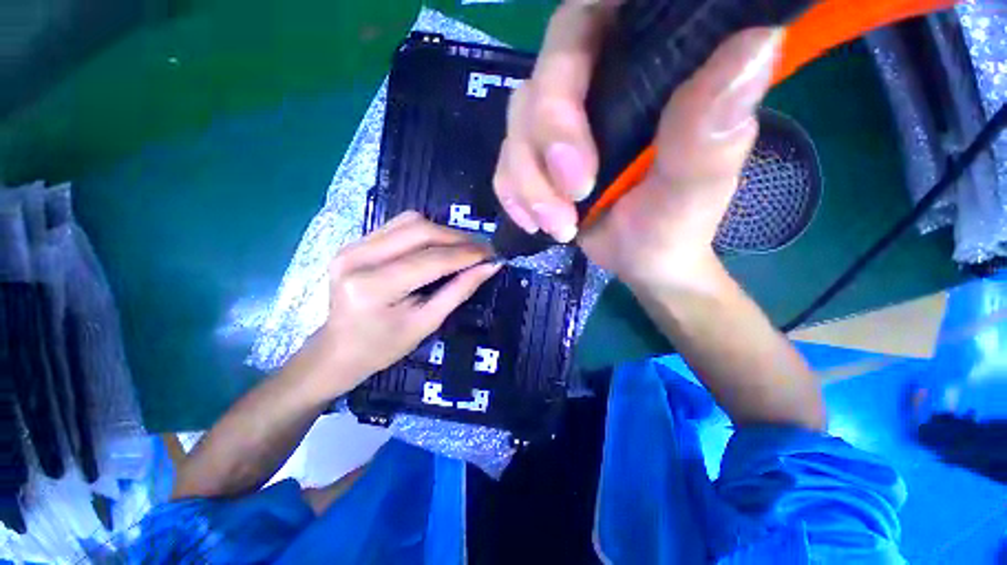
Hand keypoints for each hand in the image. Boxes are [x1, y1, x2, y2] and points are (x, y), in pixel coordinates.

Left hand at [293, 212, 499, 400]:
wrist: (338, 350)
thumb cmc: (384, 347)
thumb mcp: (427, 323)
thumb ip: (459, 291)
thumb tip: (490, 267)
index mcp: (373, 287)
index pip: (430, 260)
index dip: (466, 254)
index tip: (492, 254)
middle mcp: (358, 258)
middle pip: (419, 230)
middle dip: (457, 238)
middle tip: (481, 249)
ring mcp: (352, 246)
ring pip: (409, 222)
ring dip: (443, 232)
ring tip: (463, 248)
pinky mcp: (354, 243)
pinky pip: (398, 226)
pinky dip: (425, 233)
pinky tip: (439, 246)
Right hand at [493, 0, 782, 290]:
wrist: (644, 260)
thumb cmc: (677, 224)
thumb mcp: (697, 185)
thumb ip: (712, 129)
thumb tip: (756, 43)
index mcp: (645, 68)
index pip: (594, 17)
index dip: (570, 54)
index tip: (579, 119)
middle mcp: (596, 86)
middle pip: (543, 79)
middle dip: (549, 140)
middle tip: (576, 192)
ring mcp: (559, 126)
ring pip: (516, 128)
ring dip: (529, 183)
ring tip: (561, 226)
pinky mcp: (537, 161)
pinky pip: (504, 165)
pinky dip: (514, 195)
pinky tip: (535, 223)